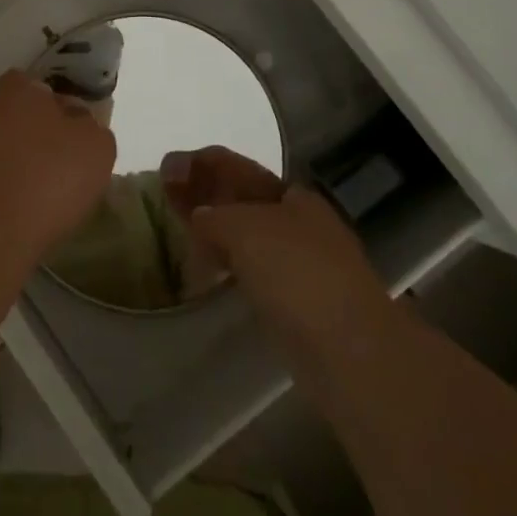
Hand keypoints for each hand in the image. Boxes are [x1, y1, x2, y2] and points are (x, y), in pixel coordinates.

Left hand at [0, 70, 115, 269]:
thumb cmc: (51, 179)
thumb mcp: (97, 149)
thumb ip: (89, 126)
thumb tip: (77, 120)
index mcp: (20, 91)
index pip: (35, 85)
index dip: (50, 106)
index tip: (65, 131)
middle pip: (1, 105)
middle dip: (16, 120)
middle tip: (39, 150)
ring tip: (14, 172)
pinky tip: (0, 197)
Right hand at [160, 147, 389, 366]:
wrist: (350, 351)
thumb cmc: (297, 273)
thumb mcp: (244, 228)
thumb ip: (214, 216)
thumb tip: (201, 217)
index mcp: (293, 195)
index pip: (239, 169)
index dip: (202, 164)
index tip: (166, 167)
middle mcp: (299, 223)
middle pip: (242, 201)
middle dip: (205, 196)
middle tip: (166, 196)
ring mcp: (300, 266)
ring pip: (246, 237)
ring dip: (214, 231)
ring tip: (180, 233)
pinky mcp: (296, 306)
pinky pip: (251, 271)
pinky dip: (226, 265)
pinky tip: (207, 273)